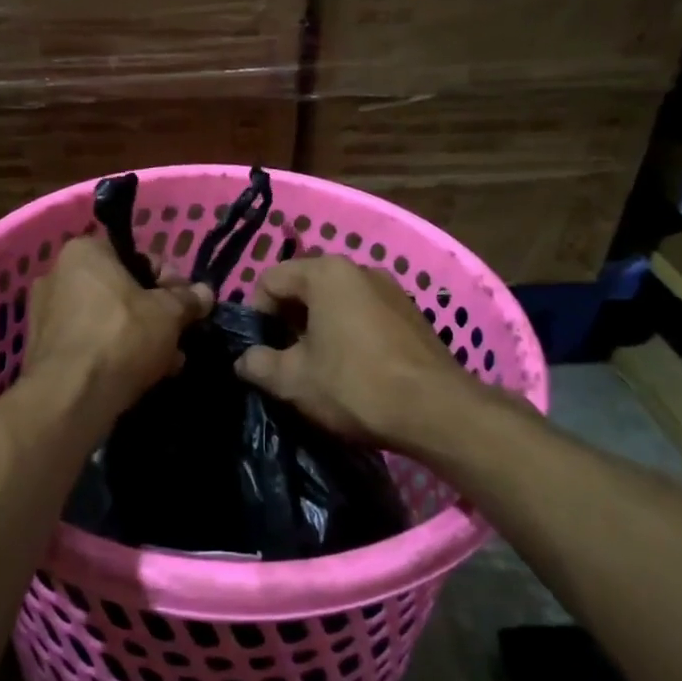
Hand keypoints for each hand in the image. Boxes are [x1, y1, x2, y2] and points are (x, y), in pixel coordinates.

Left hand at [22, 236, 213, 427]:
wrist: (71, 397)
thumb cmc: (122, 336)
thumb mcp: (169, 314)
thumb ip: (188, 299)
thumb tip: (204, 293)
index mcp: (84, 252)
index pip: (137, 256)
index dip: (170, 280)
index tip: (187, 304)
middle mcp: (57, 274)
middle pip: (122, 289)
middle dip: (155, 313)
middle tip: (179, 335)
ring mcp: (45, 314)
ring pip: (107, 319)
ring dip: (139, 336)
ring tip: (167, 362)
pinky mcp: (44, 350)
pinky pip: (90, 343)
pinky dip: (114, 353)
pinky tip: (141, 376)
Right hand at [234, 255, 482, 454]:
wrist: (437, 411)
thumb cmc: (355, 385)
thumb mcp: (293, 380)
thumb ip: (258, 364)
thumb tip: (244, 360)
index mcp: (326, 272)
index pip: (270, 280)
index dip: (257, 315)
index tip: (262, 351)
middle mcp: (359, 269)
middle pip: (304, 287)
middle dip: (288, 322)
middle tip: (287, 361)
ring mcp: (390, 289)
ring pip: (336, 302)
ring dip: (318, 329)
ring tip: (320, 369)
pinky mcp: (411, 313)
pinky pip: (364, 314)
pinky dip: (349, 334)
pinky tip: (354, 370)